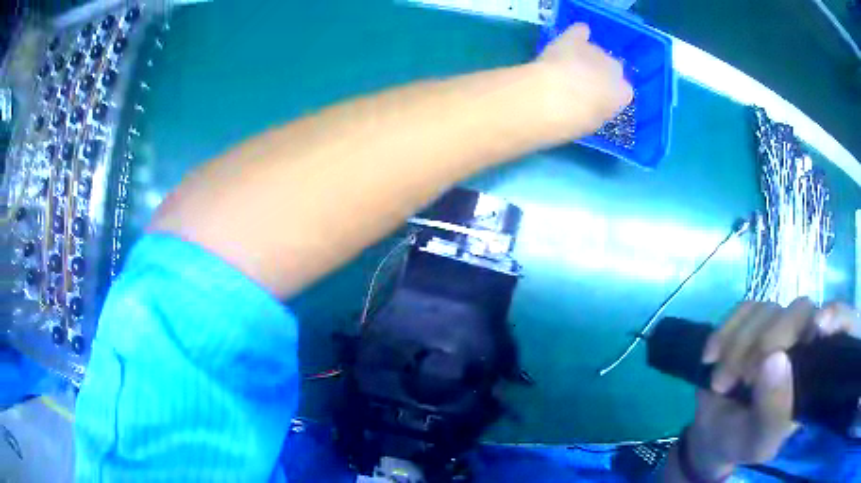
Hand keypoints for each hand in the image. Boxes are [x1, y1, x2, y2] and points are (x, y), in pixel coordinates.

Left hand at [528, 23, 633, 143]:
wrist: (552, 98)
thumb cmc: (572, 121)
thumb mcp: (593, 122)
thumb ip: (598, 109)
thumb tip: (592, 102)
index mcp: (623, 95)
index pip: (623, 92)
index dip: (608, 95)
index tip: (597, 101)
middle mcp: (614, 69)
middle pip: (611, 68)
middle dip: (599, 74)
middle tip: (582, 85)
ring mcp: (595, 51)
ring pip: (595, 51)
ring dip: (585, 57)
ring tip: (569, 67)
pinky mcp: (573, 39)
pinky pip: (580, 31)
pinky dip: (578, 33)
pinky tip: (577, 34)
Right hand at [685, 299, 859, 477]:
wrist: (711, 433)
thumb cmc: (742, 441)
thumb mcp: (758, 442)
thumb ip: (773, 412)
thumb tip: (775, 359)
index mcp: (817, 370)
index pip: (843, 324)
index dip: (837, 316)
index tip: (819, 328)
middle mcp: (805, 340)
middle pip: (801, 310)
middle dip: (768, 341)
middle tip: (743, 377)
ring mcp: (779, 326)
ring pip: (768, 309)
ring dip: (738, 345)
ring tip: (721, 382)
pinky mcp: (753, 321)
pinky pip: (743, 309)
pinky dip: (724, 332)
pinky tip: (710, 357)